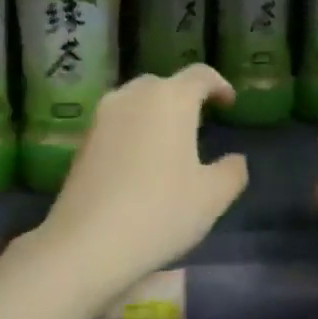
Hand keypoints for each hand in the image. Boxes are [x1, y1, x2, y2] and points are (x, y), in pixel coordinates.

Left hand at [35, 65, 248, 296]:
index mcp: (171, 99)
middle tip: (199, 123)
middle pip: (164, 84)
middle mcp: (133, 96)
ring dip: (155, 114)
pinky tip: (139, 164)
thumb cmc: (160, 212)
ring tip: (169, 143)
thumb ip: (232, 171)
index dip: (219, 85)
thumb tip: (235, 160)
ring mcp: (102, 117)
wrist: (87, 243)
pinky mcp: (82, 141)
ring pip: (135, 102)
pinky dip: (132, 132)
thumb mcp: (212, 197)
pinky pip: (116, 124)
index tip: (229, 103)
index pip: (200, 75)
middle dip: (183, 98)